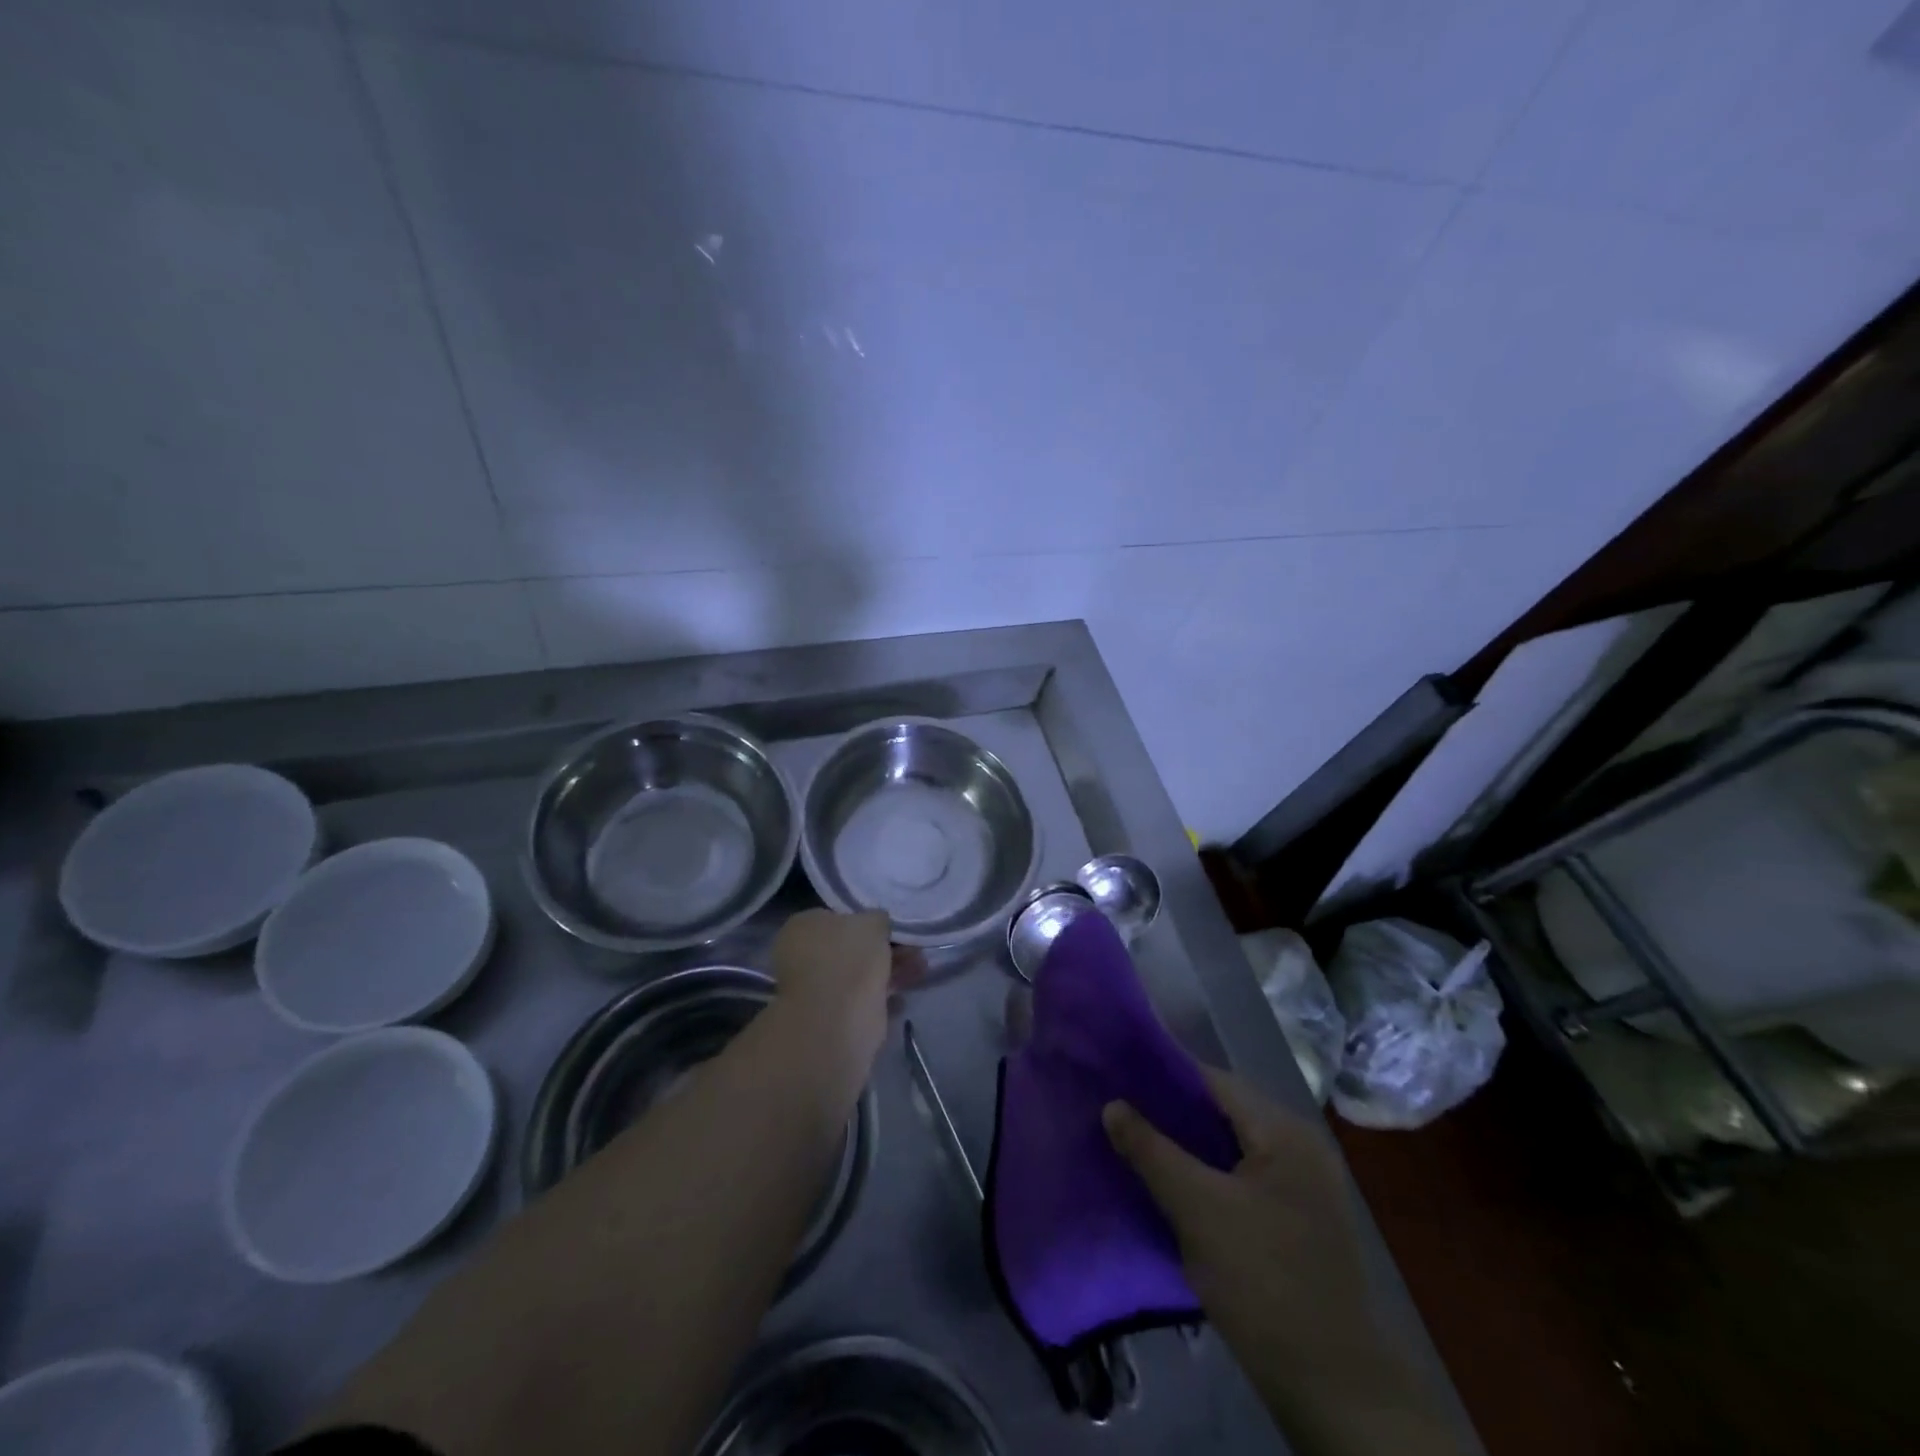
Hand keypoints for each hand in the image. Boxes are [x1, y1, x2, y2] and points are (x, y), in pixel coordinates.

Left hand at [769, 909, 922, 1068]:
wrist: (838, 1019)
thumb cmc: (849, 958)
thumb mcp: (872, 922)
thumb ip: (877, 919)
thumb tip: (877, 923)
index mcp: (803, 927)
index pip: (836, 917)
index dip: (865, 920)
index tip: (891, 927)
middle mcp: (803, 956)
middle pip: (851, 947)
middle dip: (884, 947)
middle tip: (913, 948)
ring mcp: (816, 988)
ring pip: (860, 973)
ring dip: (890, 969)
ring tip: (921, 968)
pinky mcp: (832, 1016)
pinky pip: (863, 999)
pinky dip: (884, 996)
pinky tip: (904, 997)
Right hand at [1104, 1070, 1461, 1455]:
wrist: (1332, 1387)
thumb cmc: (1263, 1281)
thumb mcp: (1196, 1210)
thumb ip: (1151, 1151)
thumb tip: (1112, 1105)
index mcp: (1285, 1131)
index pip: (1213, 1081)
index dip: (1163, 1076)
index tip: (1119, 1078)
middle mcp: (1300, 1146)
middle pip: (1223, 1112)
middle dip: (1172, 1113)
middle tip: (1122, 1114)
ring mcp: (1304, 1185)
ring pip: (1231, 1147)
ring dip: (1188, 1147)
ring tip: (1139, 1147)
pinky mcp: (1298, 1220)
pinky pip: (1243, 1177)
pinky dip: (1209, 1175)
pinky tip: (1175, 1187)